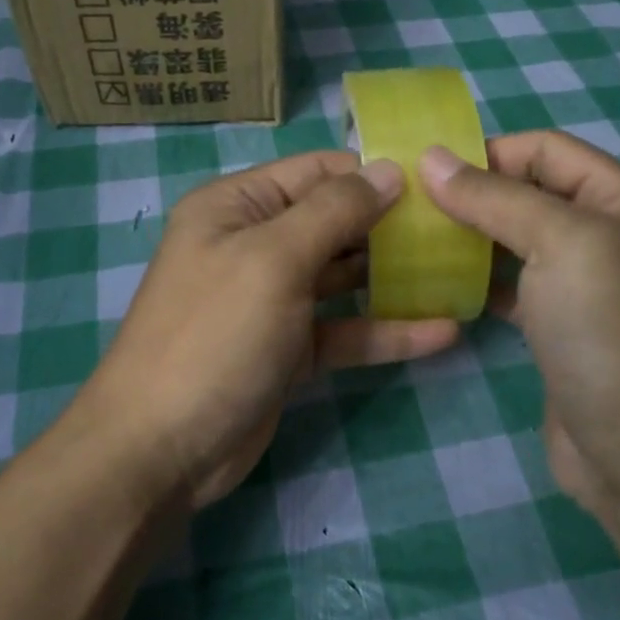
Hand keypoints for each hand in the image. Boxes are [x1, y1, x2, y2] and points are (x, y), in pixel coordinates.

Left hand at [74, 151, 458, 507]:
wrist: (160, 449)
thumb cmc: (214, 335)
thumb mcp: (273, 260)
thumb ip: (335, 211)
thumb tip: (391, 169)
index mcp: (237, 207)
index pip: (316, 172)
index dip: (373, 172)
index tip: (438, 181)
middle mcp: (254, 244)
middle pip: (334, 222)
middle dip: (391, 224)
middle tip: (459, 228)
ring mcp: (272, 300)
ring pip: (343, 277)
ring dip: (394, 277)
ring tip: (459, 272)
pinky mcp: (289, 350)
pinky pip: (344, 330)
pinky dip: (385, 331)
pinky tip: (442, 333)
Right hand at [419, 131, 619, 521]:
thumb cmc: (610, 334)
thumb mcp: (560, 245)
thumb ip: (495, 197)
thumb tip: (431, 158)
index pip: (547, 149)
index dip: (488, 152)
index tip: (426, 171)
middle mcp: (611, 232)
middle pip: (530, 191)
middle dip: (473, 193)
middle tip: (409, 206)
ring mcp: (587, 283)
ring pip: (518, 238)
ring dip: (471, 235)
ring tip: (414, 239)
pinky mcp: (562, 325)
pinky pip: (515, 283)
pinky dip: (479, 278)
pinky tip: (440, 282)